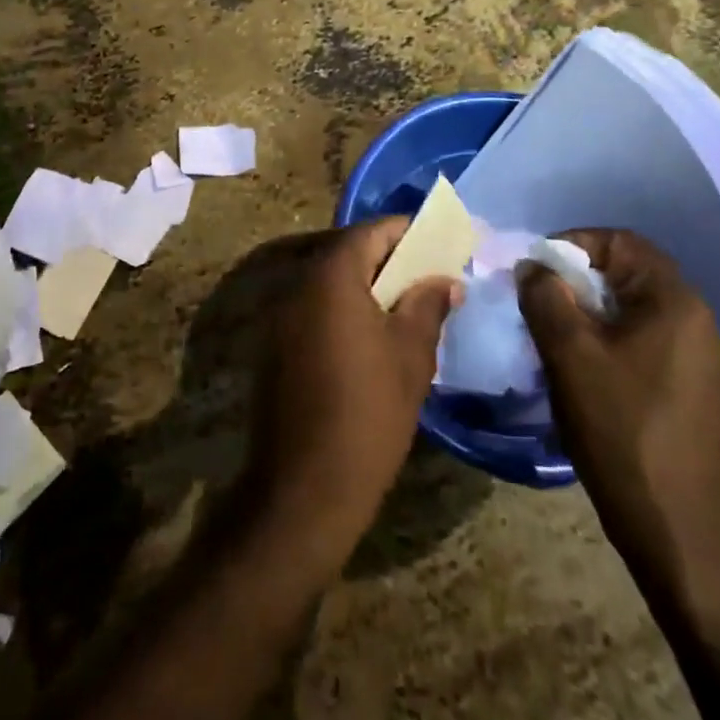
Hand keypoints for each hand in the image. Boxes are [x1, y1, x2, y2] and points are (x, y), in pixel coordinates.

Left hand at [234, 218, 457, 571]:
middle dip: (389, 258)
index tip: (440, 242)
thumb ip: (428, 304)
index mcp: (331, 277)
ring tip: (407, 305)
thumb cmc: (368, 413)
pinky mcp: (274, 345)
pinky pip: (314, 309)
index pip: (371, 232)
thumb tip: (445, 279)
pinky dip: (344, 310)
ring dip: (366, 285)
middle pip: (347, 253)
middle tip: (429, 274)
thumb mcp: (410, 355)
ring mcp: (279, 315)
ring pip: (330, 282)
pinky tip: (372, 336)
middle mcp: (297, 285)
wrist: (304, 487)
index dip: (407, 232)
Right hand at [517, 230, 719, 587]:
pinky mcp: (695, 388)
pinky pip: (646, 342)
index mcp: (675, 301)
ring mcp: (701, 357)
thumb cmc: (621, 429)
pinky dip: (610, 341)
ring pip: (633, 310)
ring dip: (590, 314)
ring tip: (554, 340)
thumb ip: (545, 297)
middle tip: (538, 305)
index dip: (572, 244)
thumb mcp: (569, 355)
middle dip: (576, 282)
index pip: (620, 241)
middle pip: (627, 274)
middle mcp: (697, 319)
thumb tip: (534, 268)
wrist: (677, 528)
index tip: (535, 271)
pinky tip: (585, 372)